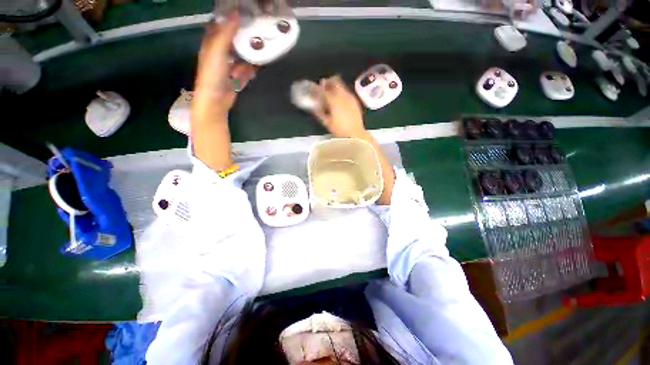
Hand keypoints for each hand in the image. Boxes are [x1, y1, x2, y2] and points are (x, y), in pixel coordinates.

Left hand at [194, 12, 256, 117]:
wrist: (216, 100)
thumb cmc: (213, 74)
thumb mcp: (217, 50)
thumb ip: (226, 32)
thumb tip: (236, 13)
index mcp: (211, 42)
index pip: (220, 24)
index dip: (229, 16)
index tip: (244, 11)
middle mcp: (220, 52)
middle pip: (234, 38)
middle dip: (244, 33)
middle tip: (258, 26)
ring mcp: (230, 65)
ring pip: (242, 54)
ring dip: (250, 50)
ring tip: (262, 43)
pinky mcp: (238, 77)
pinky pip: (247, 68)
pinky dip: (253, 66)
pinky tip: (261, 61)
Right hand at [313, 76, 366, 138]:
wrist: (355, 134)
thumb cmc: (339, 130)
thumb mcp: (327, 123)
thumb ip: (319, 112)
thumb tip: (315, 106)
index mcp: (334, 101)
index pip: (323, 90)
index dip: (317, 89)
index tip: (313, 89)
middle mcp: (343, 95)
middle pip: (335, 81)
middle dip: (328, 82)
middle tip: (323, 85)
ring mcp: (350, 97)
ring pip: (342, 85)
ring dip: (335, 86)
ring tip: (331, 91)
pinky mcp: (355, 101)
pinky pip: (347, 92)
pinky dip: (341, 92)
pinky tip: (339, 99)